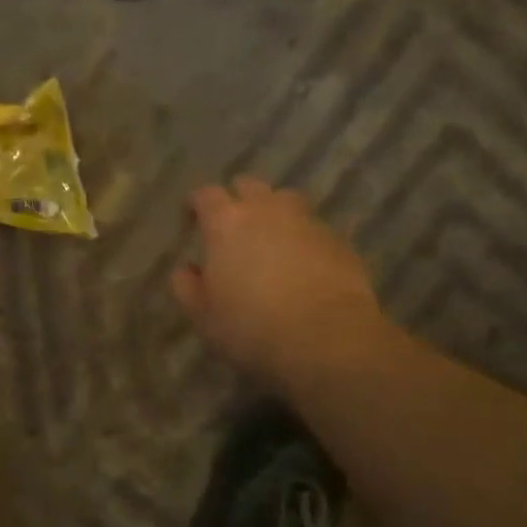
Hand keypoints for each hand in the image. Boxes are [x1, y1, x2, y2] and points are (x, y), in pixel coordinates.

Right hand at [172, 177, 386, 383]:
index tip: (191, 219)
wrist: (327, 340)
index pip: (205, 195)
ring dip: (274, 212)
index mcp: (226, 223)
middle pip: (249, 186)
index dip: (196, 204)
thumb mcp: (204, 317)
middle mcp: (267, 210)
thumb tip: (186, 269)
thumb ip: (187, 287)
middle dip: (237, 199)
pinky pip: (314, 228)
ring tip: (270, 238)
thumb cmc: (251, 328)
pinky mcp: (339, 241)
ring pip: (286, 201)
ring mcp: (307, 222)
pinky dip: (303, 238)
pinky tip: (303, 264)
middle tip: (232, 226)